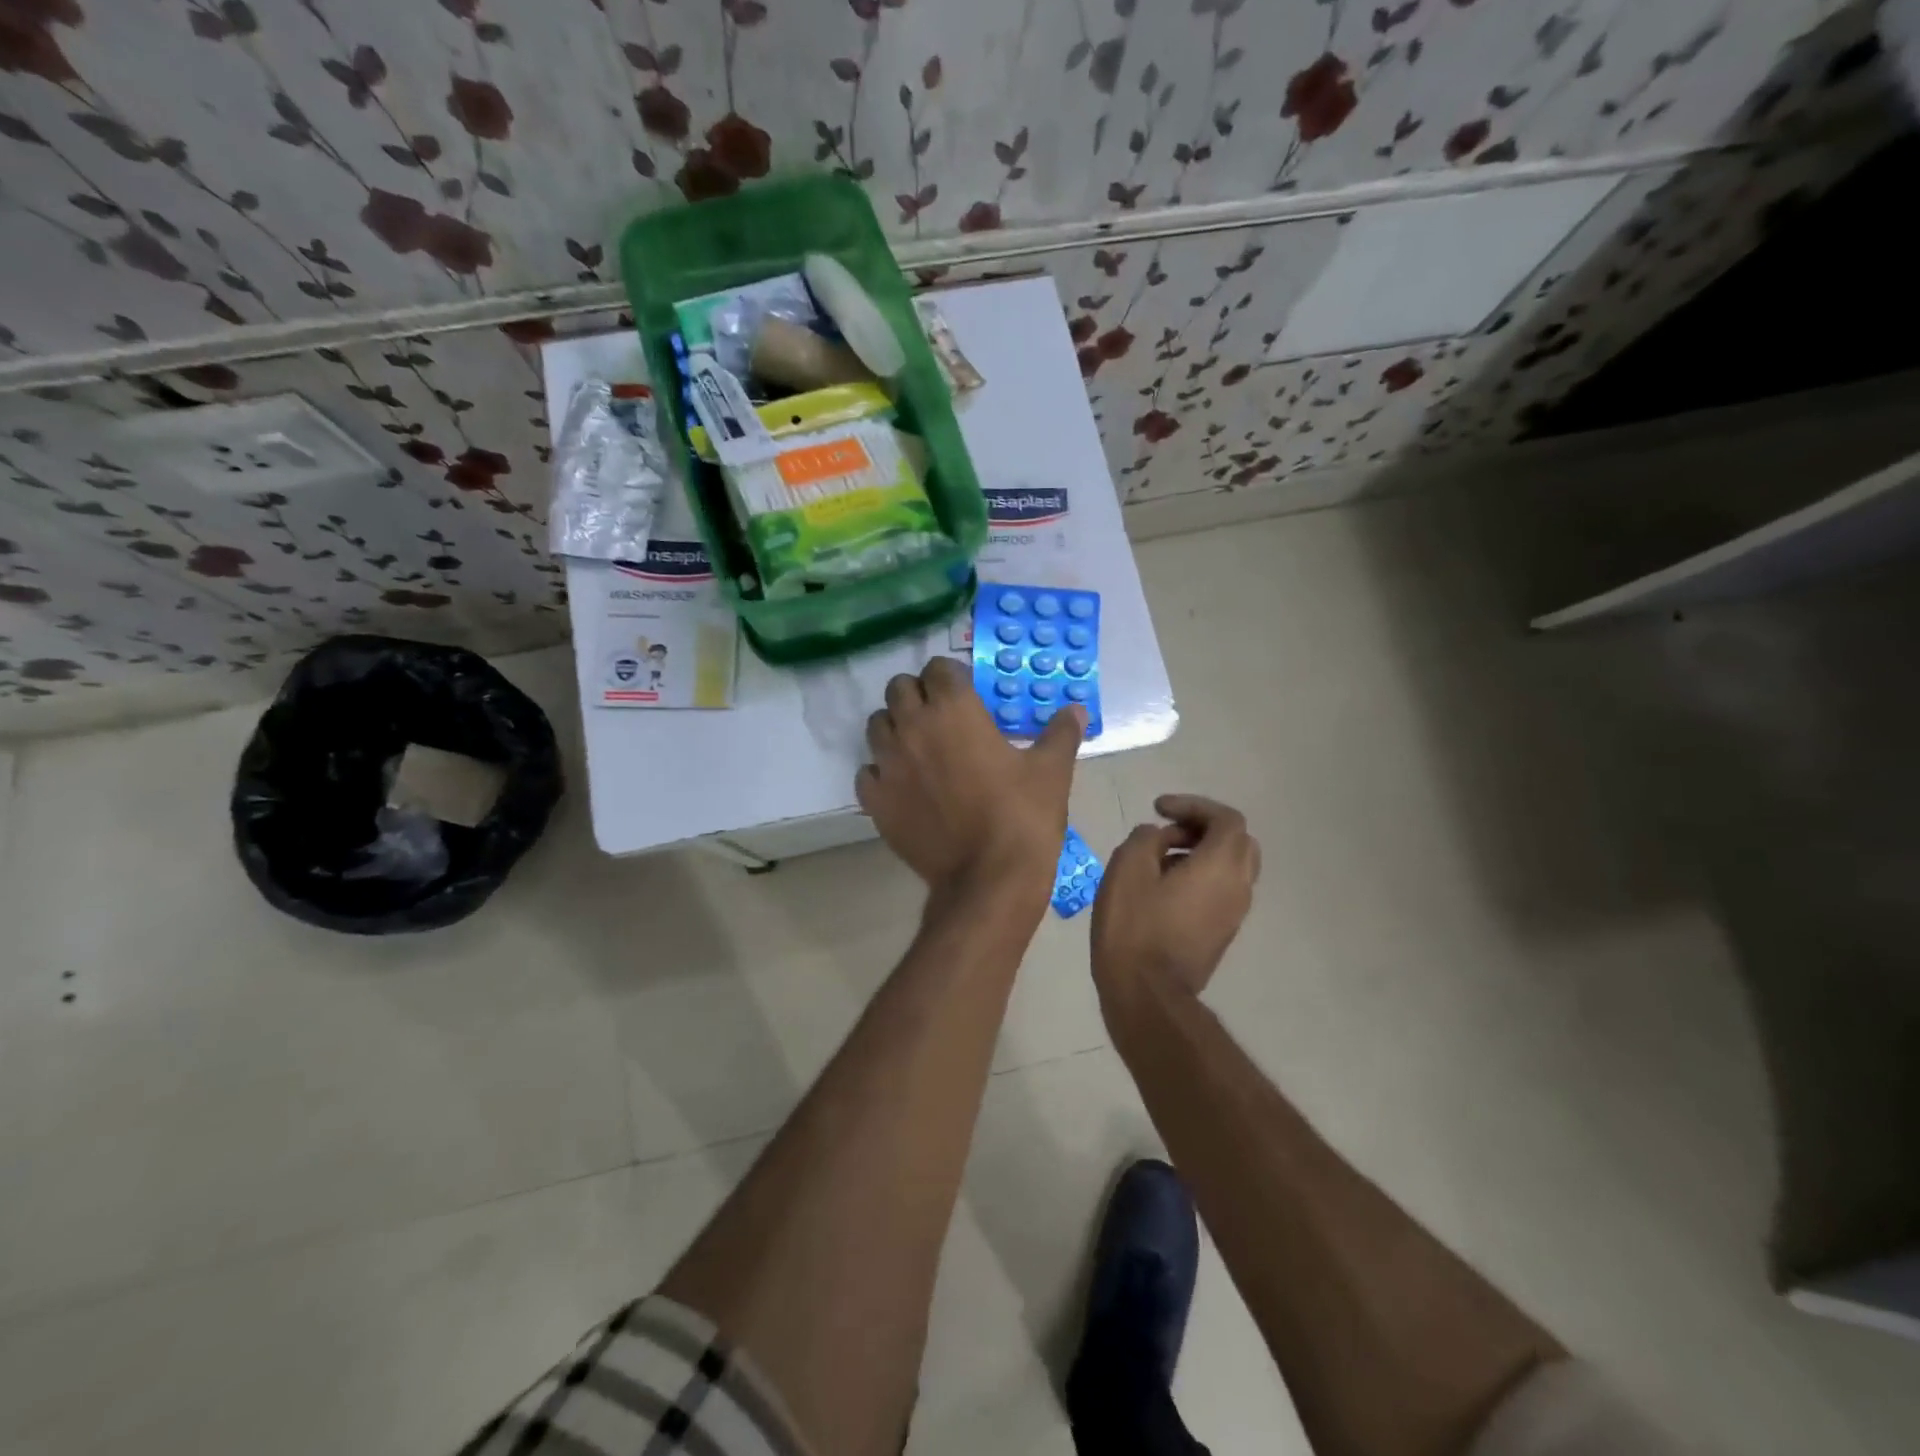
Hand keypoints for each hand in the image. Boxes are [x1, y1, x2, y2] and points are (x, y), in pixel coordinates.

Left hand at [857, 657, 1085, 903]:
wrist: (988, 879)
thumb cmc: (1023, 816)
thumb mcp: (1051, 770)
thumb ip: (1061, 733)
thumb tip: (1077, 710)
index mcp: (954, 709)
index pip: (938, 668)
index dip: (951, 677)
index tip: (965, 694)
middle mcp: (913, 727)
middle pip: (899, 688)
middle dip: (918, 695)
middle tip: (940, 717)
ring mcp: (888, 764)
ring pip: (877, 725)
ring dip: (895, 727)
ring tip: (918, 748)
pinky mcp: (875, 800)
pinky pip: (867, 772)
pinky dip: (881, 773)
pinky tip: (902, 787)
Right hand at [1093, 795, 1260, 1002]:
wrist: (1147, 993)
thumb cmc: (1135, 926)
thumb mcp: (1127, 867)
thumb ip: (1146, 837)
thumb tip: (1159, 837)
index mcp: (1221, 865)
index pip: (1226, 819)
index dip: (1193, 805)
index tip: (1158, 809)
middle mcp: (1239, 886)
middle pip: (1237, 841)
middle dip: (1203, 827)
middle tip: (1167, 830)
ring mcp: (1234, 913)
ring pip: (1231, 867)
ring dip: (1201, 852)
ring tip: (1159, 858)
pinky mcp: (1223, 933)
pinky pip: (1221, 890)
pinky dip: (1201, 875)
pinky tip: (1164, 887)